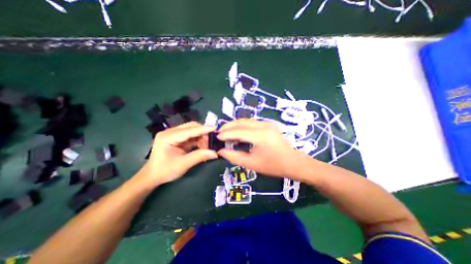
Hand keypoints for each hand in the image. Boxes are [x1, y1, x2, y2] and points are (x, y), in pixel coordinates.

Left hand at [136, 122, 216, 186]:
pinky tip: (202, 145)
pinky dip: (197, 139)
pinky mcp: (176, 137)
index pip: (189, 130)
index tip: (216, 128)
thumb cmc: (164, 171)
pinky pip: (190, 135)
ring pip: (191, 130)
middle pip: (191, 126)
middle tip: (212, 140)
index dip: (203, 129)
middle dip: (203, 132)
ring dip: (201, 136)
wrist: (152, 176)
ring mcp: (172, 134)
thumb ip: (199, 156)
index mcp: (168, 137)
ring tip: (208, 145)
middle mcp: (170, 132)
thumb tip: (215, 153)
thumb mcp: (183, 164)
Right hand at [216, 118, 307, 176]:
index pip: (238, 131)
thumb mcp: (252, 164)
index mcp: (261, 135)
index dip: (225, 134)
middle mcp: (264, 125)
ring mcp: (267, 123)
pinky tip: (237, 132)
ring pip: (245, 121)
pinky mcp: (268, 124)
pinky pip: (251, 123)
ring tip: (225, 132)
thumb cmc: (274, 166)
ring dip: (234, 125)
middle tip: (218, 133)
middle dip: (228, 126)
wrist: (293, 162)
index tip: (216, 137)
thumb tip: (220, 151)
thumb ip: (234, 156)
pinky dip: (241, 126)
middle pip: (241, 122)